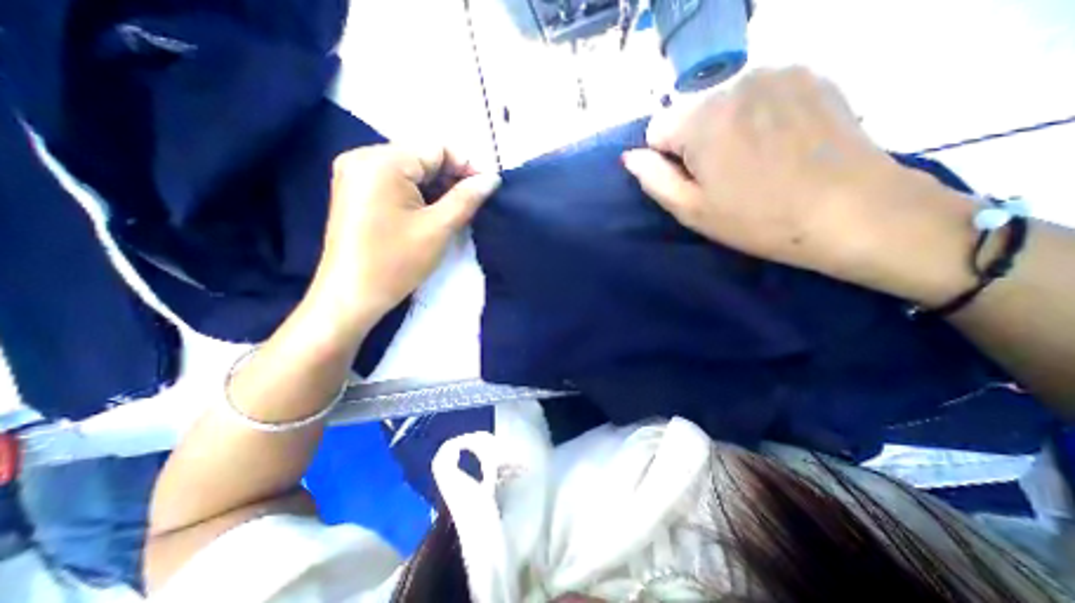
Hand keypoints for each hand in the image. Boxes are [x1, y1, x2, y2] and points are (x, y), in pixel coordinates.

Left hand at [310, 144, 496, 331]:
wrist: (352, 295)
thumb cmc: (396, 262)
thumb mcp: (439, 228)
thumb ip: (467, 198)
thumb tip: (492, 179)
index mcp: (382, 161)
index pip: (437, 149)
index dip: (467, 166)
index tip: (487, 189)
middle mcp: (363, 157)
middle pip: (422, 157)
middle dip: (451, 179)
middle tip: (473, 204)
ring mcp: (355, 174)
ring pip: (410, 171)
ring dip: (436, 188)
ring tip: (455, 211)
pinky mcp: (355, 191)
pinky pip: (395, 182)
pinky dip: (418, 194)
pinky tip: (431, 213)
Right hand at [622, 65, 980, 305]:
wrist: (853, 211)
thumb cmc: (759, 218)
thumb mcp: (691, 210)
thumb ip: (653, 179)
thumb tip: (630, 157)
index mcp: (702, 118)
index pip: (656, 129)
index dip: (667, 159)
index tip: (695, 180)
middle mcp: (735, 81)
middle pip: (689, 113)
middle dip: (695, 142)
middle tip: (725, 175)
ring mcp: (777, 72)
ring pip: (722, 103)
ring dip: (725, 128)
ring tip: (754, 160)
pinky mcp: (809, 74)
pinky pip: (757, 94)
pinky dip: (756, 115)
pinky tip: (780, 142)